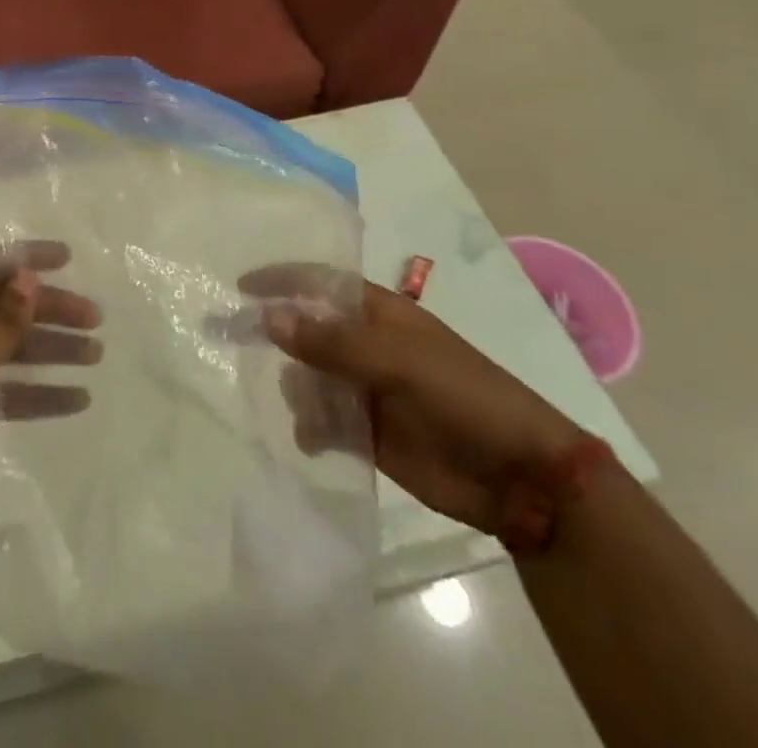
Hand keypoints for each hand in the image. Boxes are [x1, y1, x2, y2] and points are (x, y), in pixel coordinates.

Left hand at [0, 241, 100, 539]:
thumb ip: (4, 317)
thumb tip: (28, 275)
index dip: (27, 257)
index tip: (68, 259)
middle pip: (4, 305)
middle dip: (49, 310)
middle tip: (95, 318)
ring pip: (7, 347)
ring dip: (49, 350)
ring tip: (96, 355)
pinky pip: (2, 386)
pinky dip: (35, 391)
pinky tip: (76, 399)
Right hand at [240, 264, 583, 536]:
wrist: (520, 477)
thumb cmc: (463, 396)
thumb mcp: (398, 361)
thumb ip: (331, 343)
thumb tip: (268, 319)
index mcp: (377, 314)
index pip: (319, 283)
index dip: (280, 280)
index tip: (240, 287)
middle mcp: (365, 346)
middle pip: (305, 331)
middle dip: (275, 337)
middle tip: (237, 345)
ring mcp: (364, 390)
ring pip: (307, 378)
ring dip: (298, 389)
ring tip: (310, 409)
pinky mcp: (366, 434)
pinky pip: (321, 422)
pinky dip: (310, 428)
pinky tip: (314, 440)